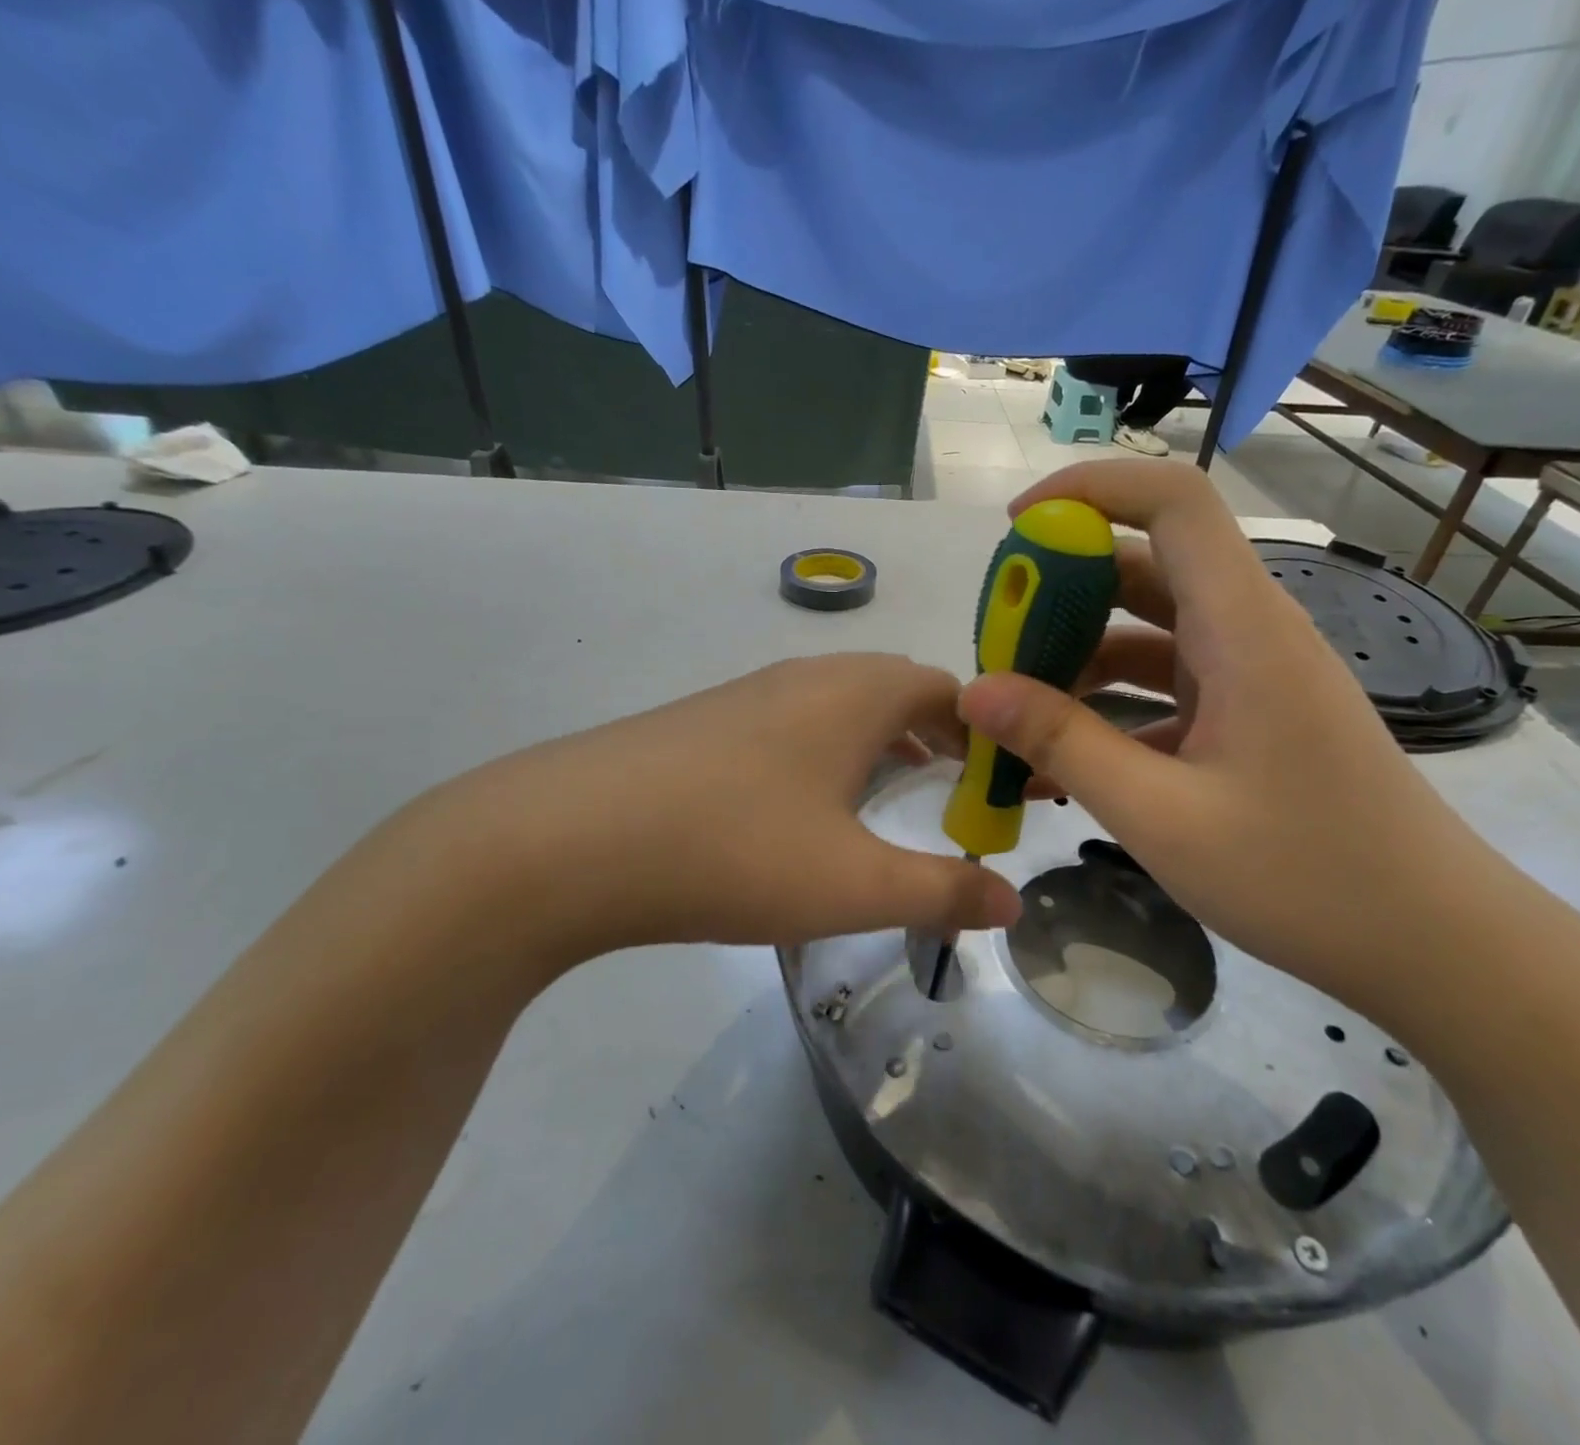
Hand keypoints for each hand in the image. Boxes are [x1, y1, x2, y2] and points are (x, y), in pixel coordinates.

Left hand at [409, 654, 1022, 972]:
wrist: (567, 839)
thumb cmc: (734, 850)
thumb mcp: (853, 884)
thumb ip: (941, 892)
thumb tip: (1012, 900)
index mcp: (856, 693)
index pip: (950, 689)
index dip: (989, 731)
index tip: (1007, 783)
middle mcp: (807, 677)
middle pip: (897, 689)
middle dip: (940, 735)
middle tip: (962, 791)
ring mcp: (749, 696)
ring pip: (841, 706)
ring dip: (881, 741)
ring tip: (898, 793)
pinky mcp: (704, 724)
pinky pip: (793, 725)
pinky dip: (828, 753)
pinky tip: (809, 806)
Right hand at [956, 461, 1530, 1010]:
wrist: (1432, 943)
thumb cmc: (1305, 876)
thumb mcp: (1161, 815)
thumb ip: (1063, 745)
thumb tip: (975, 691)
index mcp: (1244, 629)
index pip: (1173, 503)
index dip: (1091, 489)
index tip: (1015, 527)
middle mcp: (1249, 634)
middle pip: (1145, 568)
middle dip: (1060, 592)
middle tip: (995, 643)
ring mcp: (1250, 677)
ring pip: (1147, 633)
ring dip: (1078, 660)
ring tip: (1013, 714)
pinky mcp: (1248, 718)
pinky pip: (1164, 689)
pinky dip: (1110, 710)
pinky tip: (1062, 765)